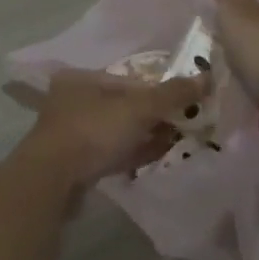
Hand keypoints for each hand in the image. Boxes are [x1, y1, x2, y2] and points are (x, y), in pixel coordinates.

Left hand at [22, 69, 208, 186]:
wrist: (51, 182)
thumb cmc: (93, 132)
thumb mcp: (137, 108)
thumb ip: (172, 94)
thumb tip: (207, 77)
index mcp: (83, 79)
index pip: (130, 80)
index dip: (161, 90)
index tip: (188, 103)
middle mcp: (75, 101)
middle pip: (125, 105)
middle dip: (156, 115)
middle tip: (187, 124)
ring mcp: (74, 134)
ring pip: (119, 131)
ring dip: (147, 135)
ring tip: (177, 141)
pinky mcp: (77, 163)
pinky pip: (113, 153)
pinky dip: (134, 153)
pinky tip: (157, 156)